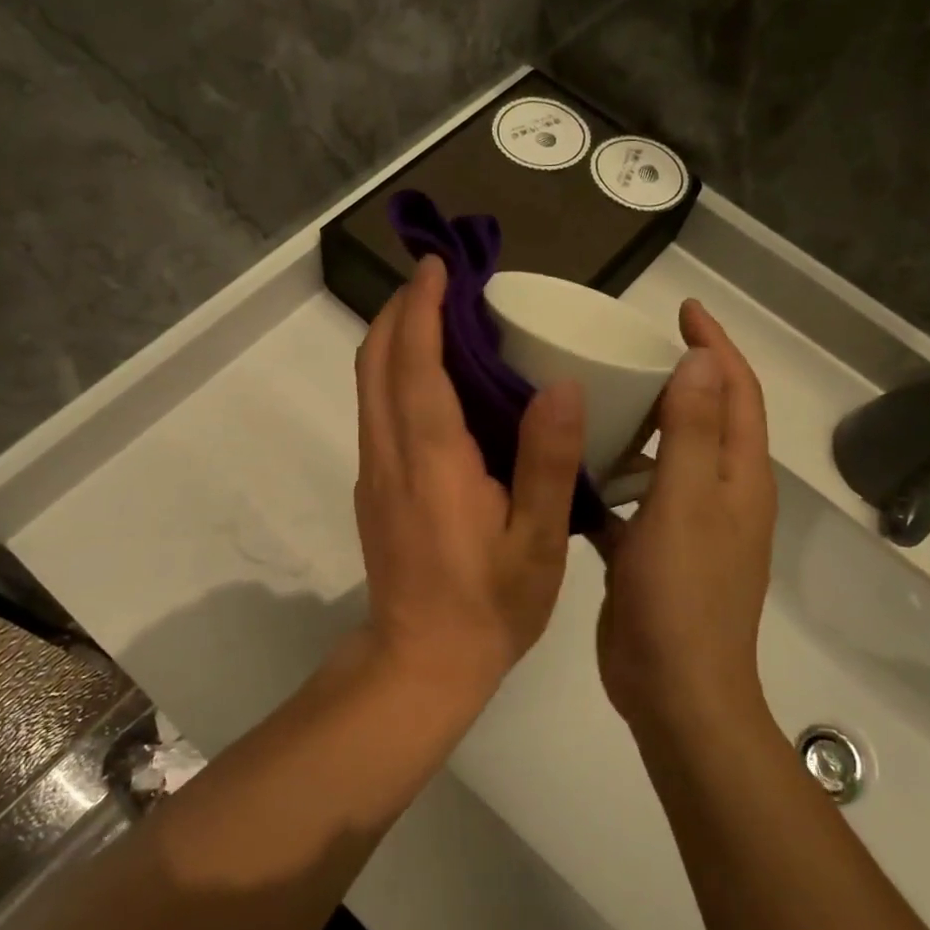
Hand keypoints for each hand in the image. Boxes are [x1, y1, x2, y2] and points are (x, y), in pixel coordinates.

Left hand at [354, 256, 584, 690]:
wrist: (420, 664)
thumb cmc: (488, 606)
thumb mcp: (539, 542)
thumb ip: (548, 461)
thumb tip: (561, 384)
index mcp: (432, 458)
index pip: (415, 361)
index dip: (421, 306)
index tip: (437, 265)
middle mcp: (389, 452)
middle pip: (375, 360)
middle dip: (399, 310)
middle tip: (441, 282)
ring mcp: (373, 470)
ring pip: (369, 383)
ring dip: (393, 339)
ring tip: (439, 318)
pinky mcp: (372, 487)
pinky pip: (377, 409)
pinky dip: (395, 373)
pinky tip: (436, 381)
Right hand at [593, 301, 776, 728]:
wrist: (675, 692)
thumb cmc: (681, 594)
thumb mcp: (684, 503)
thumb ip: (691, 430)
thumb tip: (702, 360)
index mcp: (738, 476)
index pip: (737, 390)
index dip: (717, 344)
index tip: (681, 308)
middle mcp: (722, 494)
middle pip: (708, 417)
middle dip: (681, 375)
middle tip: (630, 349)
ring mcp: (690, 526)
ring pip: (671, 456)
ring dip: (645, 424)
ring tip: (599, 398)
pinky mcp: (657, 552)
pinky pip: (640, 497)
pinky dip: (618, 477)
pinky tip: (578, 468)